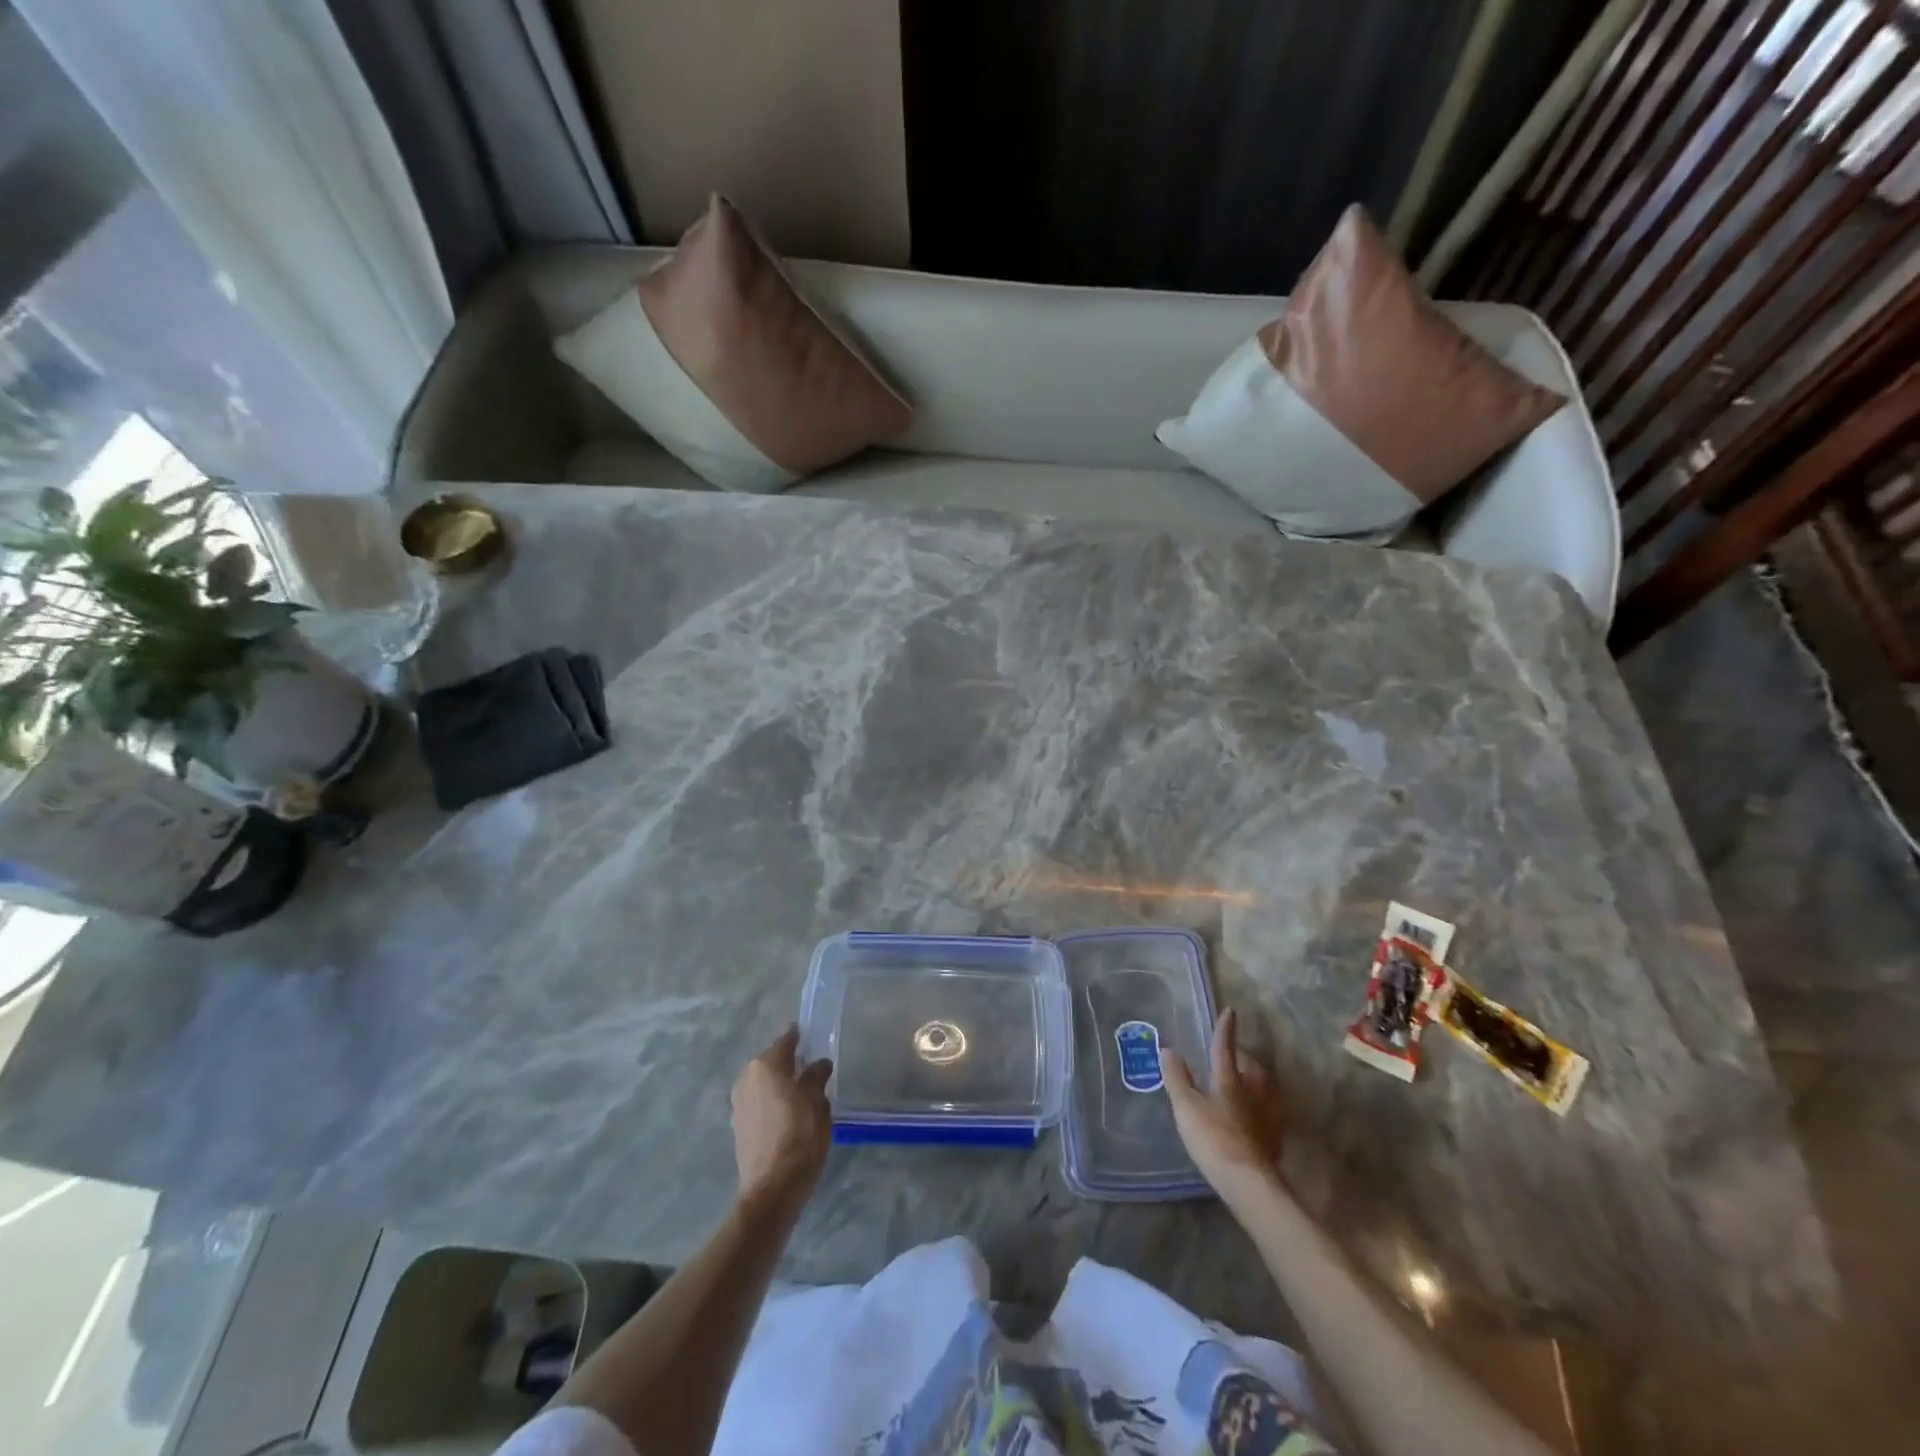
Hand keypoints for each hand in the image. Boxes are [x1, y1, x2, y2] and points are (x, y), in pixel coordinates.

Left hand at [731, 1024, 832, 1216]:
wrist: (772, 1188)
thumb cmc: (800, 1137)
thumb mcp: (818, 1103)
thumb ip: (816, 1078)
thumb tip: (819, 1064)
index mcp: (765, 1066)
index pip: (786, 1041)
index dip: (800, 1038)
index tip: (812, 1036)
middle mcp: (746, 1078)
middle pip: (771, 1062)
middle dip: (789, 1063)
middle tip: (811, 1068)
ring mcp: (738, 1103)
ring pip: (763, 1083)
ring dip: (779, 1084)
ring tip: (802, 1092)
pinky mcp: (738, 1126)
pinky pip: (759, 1102)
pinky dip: (772, 1101)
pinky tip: (788, 1113)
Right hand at [1161, 1008, 1284, 1200]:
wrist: (1248, 1183)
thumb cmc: (1214, 1139)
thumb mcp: (1186, 1107)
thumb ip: (1177, 1078)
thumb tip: (1168, 1049)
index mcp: (1229, 1081)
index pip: (1224, 1049)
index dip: (1225, 1030)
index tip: (1230, 1011)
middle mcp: (1252, 1093)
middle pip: (1251, 1068)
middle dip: (1244, 1057)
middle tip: (1235, 1053)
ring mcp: (1266, 1117)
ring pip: (1265, 1089)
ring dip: (1257, 1080)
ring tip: (1248, 1080)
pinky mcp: (1273, 1140)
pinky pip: (1269, 1114)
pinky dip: (1263, 1108)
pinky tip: (1257, 1116)